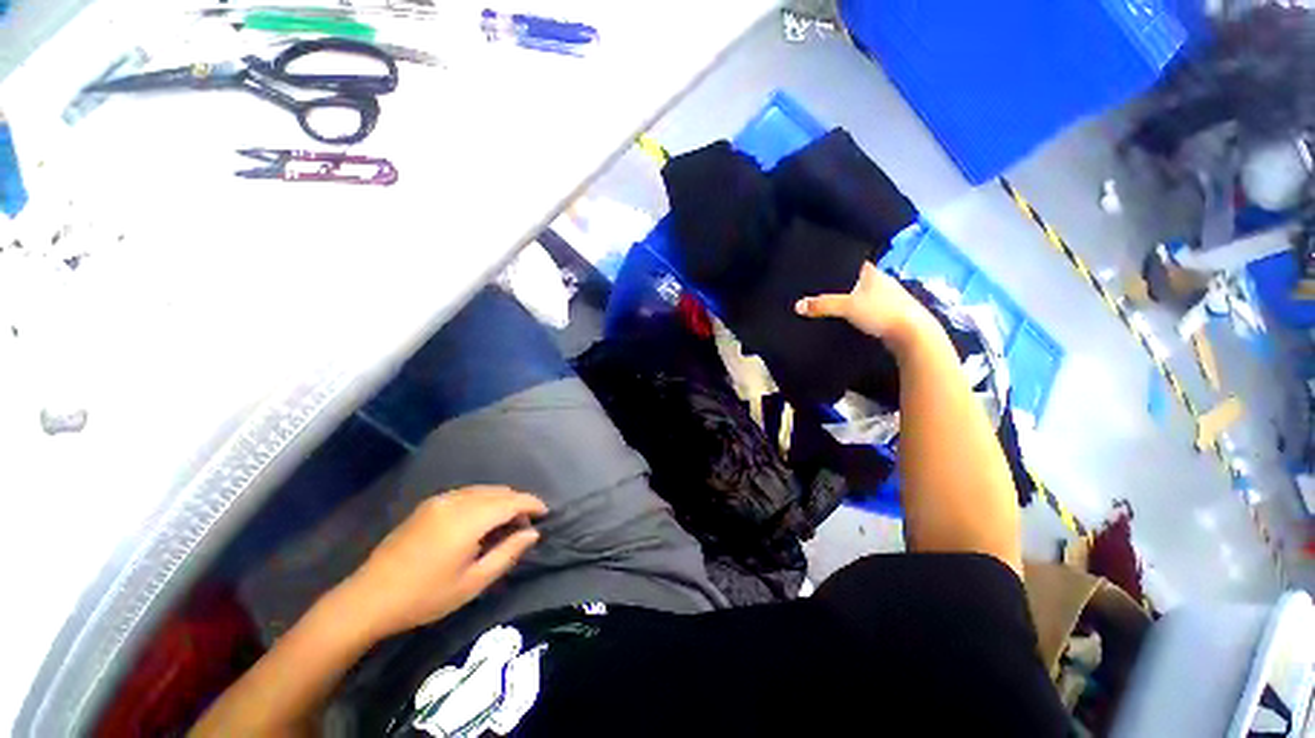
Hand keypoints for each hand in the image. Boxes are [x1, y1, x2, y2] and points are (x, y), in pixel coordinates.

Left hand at [342, 486, 546, 639]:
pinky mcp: (429, 504)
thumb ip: (507, 553)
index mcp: (468, 520)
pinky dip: (483, 500)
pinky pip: (467, 493)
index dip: (532, 504)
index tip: (545, 513)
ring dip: (501, 501)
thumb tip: (533, 533)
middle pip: (500, 492)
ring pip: (484, 490)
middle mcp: (456, 501)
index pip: (512, 501)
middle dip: (518, 503)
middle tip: (525, 525)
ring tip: (506, 524)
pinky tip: (481, 521)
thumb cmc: (425, 597)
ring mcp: (440, 500)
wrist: (369, 598)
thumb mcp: (472, 583)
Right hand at [795, 262, 936, 348]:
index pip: (854, 263)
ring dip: (852, 300)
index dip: (840, 265)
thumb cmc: (881, 312)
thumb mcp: (847, 307)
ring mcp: (890, 298)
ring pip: (865, 295)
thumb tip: (798, 305)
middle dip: (843, 285)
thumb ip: (822, 305)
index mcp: (873, 273)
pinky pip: (870, 309)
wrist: (913, 334)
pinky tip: (850, 318)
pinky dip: (860, 312)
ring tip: (832, 304)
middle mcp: (883, 282)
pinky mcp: (892, 314)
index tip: (824, 270)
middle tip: (822, 290)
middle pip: (858, 280)